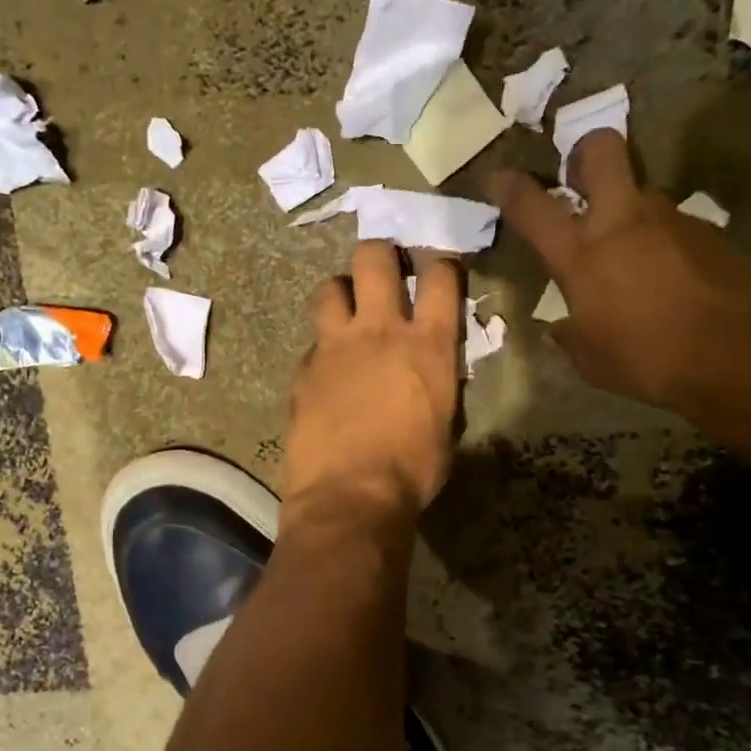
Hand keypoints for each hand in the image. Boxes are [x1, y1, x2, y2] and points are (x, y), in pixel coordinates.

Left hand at [282, 242, 462, 522]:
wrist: (350, 497)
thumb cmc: (412, 470)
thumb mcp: (445, 425)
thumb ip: (440, 383)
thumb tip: (436, 371)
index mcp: (428, 345)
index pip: (441, 277)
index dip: (442, 263)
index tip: (439, 267)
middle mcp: (380, 331)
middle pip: (374, 259)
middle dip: (381, 254)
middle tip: (385, 268)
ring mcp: (335, 346)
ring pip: (330, 287)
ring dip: (342, 291)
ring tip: (347, 309)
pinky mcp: (304, 368)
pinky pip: (313, 341)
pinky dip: (323, 346)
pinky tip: (327, 368)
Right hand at [493, 134, 750, 411]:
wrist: (741, 355)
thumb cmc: (649, 360)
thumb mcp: (592, 360)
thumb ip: (569, 335)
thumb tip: (559, 327)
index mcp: (582, 254)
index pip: (534, 207)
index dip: (512, 187)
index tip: (502, 177)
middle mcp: (623, 222)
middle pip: (601, 151)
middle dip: (584, 153)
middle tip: (579, 178)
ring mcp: (671, 219)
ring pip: (641, 192)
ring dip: (628, 212)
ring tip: (632, 257)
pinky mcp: (710, 231)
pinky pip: (674, 225)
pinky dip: (664, 243)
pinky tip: (672, 280)